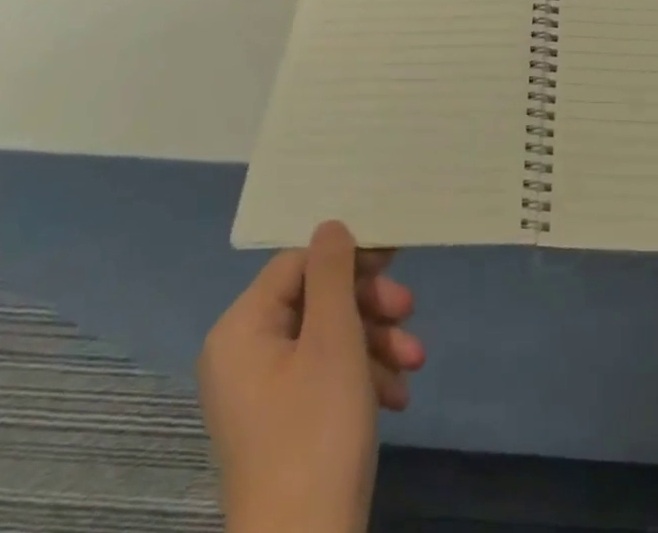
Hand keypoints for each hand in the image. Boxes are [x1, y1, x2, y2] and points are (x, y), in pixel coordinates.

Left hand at [198, 221, 424, 532]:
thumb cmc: (316, 432)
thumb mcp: (334, 339)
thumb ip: (333, 272)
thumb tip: (330, 224)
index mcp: (242, 329)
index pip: (299, 263)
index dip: (349, 257)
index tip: (395, 260)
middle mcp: (244, 355)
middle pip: (316, 301)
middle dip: (369, 306)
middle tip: (409, 311)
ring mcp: (262, 393)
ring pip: (327, 339)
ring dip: (375, 343)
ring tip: (415, 363)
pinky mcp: (283, 424)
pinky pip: (324, 377)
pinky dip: (362, 377)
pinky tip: (397, 397)